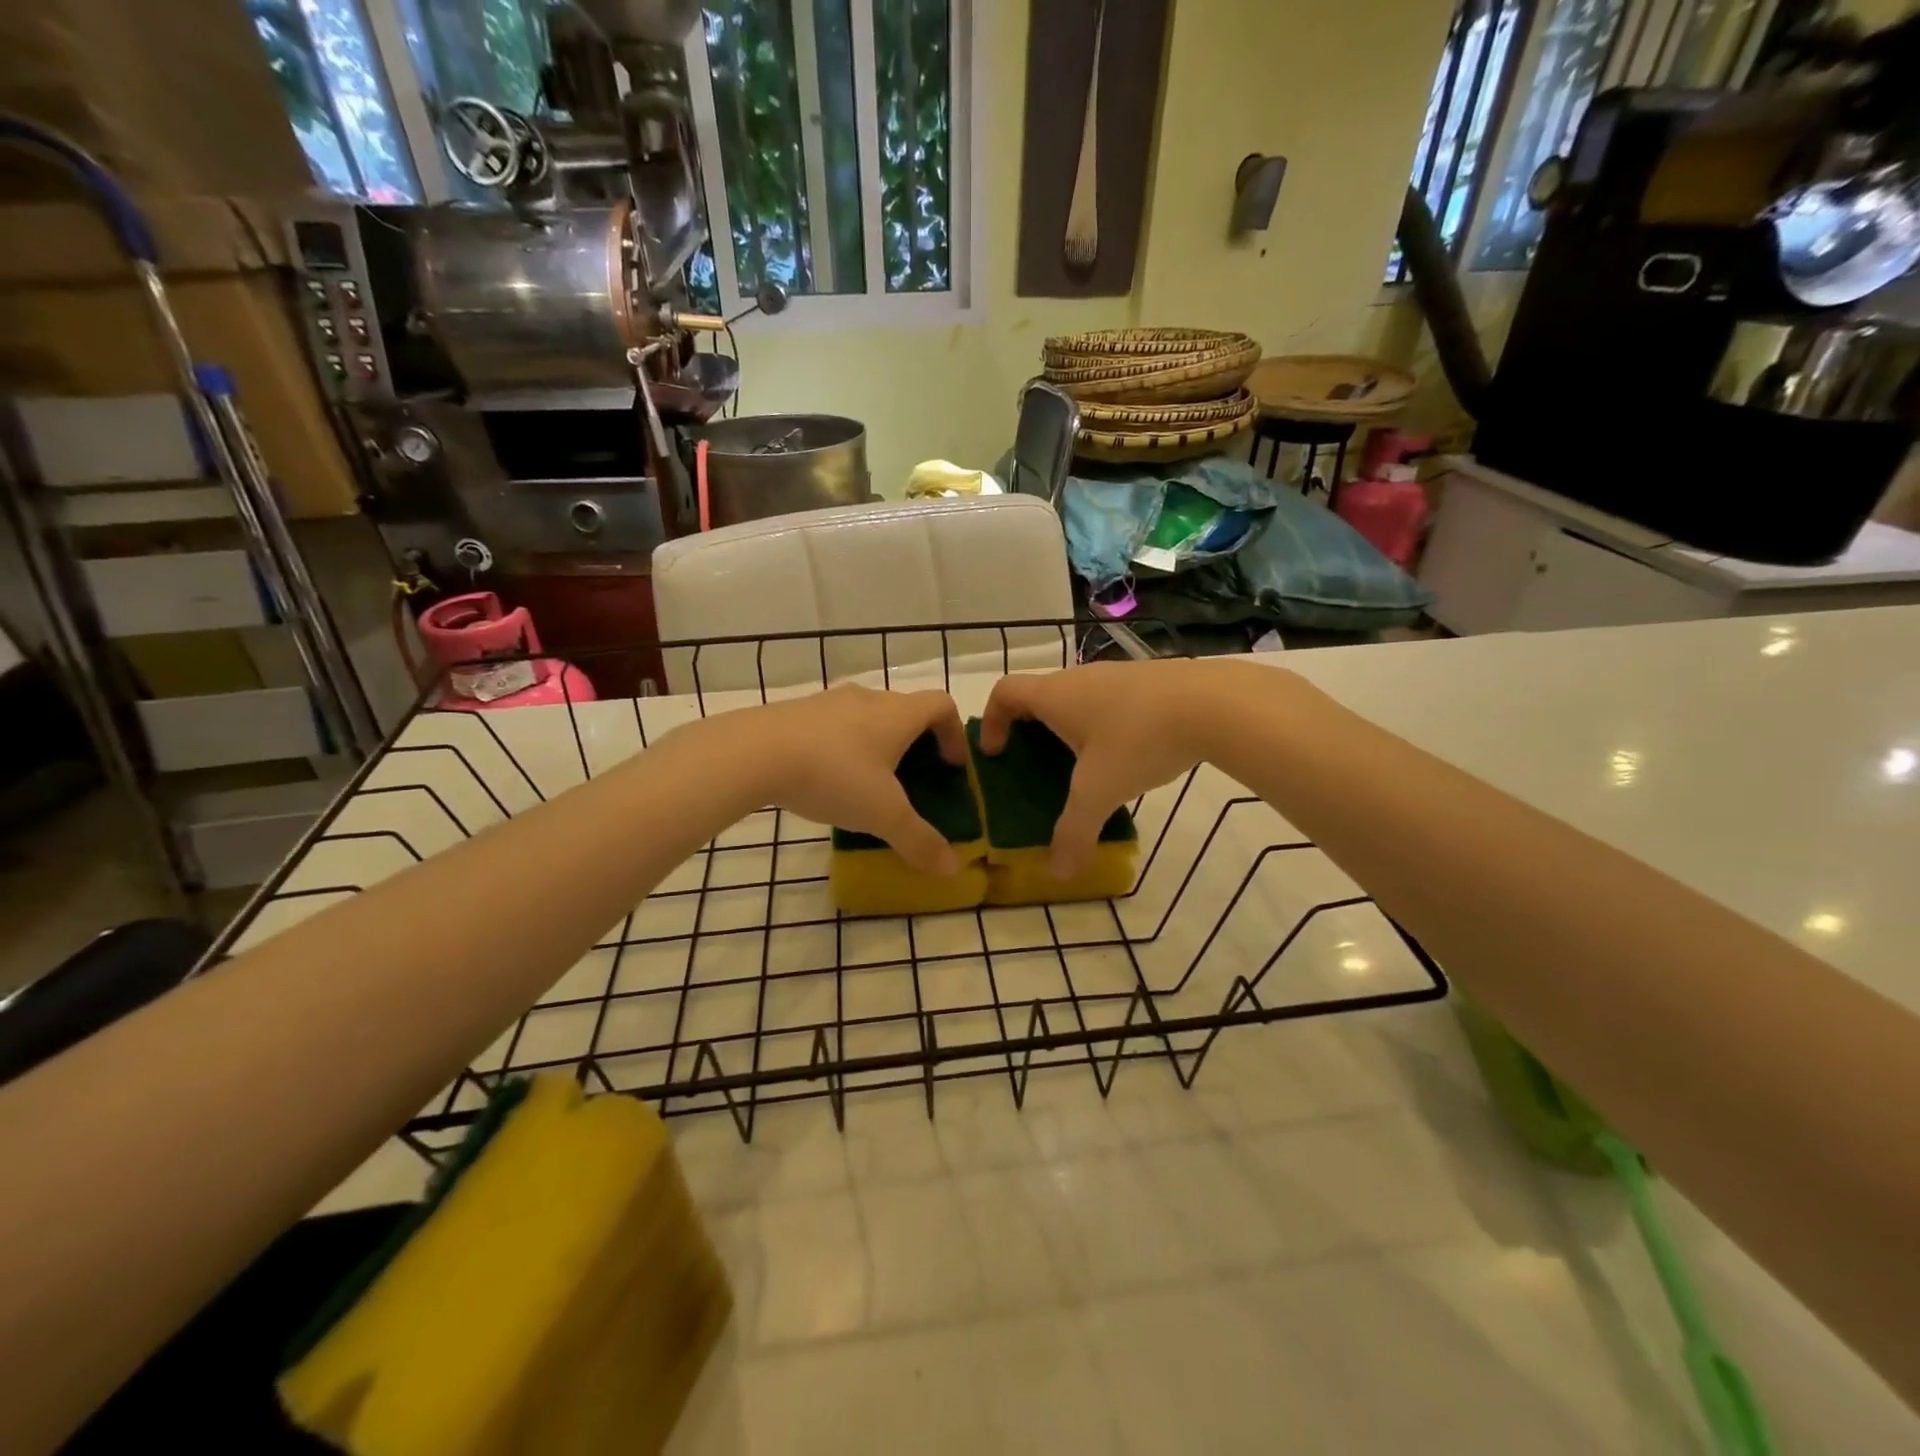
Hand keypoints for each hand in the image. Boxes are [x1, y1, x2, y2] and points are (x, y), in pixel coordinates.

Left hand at [733, 686, 968, 875]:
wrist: (753, 753)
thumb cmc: (833, 775)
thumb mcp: (882, 815)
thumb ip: (919, 841)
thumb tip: (953, 870)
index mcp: (897, 714)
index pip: (942, 705)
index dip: (954, 733)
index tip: (951, 766)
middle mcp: (868, 698)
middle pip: (905, 710)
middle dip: (916, 743)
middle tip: (913, 781)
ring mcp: (829, 702)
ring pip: (867, 717)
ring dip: (877, 745)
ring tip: (869, 784)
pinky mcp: (797, 712)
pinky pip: (834, 726)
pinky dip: (843, 747)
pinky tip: (827, 780)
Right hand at [979, 660, 1223, 876]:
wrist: (1214, 704)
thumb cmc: (1139, 740)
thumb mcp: (1100, 792)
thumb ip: (1074, 832)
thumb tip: (1058, 873)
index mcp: (1055, 695)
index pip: (1005, 691)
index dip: (992, 720)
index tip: (997, 752)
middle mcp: (1080, 677)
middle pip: (1040, 695)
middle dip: (1031, 729)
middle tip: (1037, 766)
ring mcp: (1118, 674)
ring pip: (1079, 697)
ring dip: (1071, 726)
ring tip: (1086, 767)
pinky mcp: (1150, 680)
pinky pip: (1111, 700)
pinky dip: (1105, 723)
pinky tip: (1130, 754)